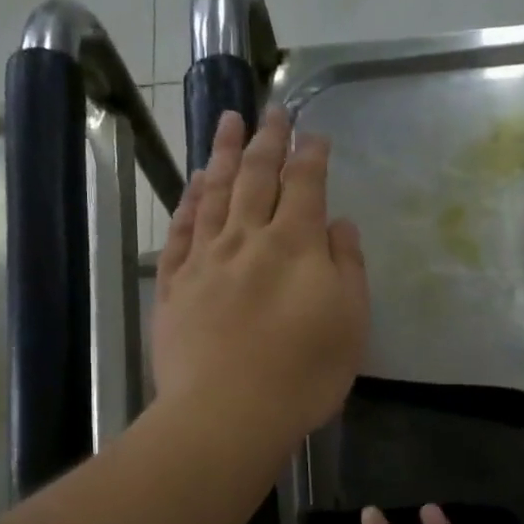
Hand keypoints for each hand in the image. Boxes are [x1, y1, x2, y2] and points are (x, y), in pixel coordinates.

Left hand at [152, 108, 368, 444]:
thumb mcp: (350, 323)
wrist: (227, 413)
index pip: (305, 185)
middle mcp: (248, 239)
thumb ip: (348, 267)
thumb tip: (340, 223)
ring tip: (226, 121)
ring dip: (222, 154)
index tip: (314, 132)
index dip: (311, 154)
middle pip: (256, 177)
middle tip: (271, 110)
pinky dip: (188, 202)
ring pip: (214, 193)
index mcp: (296, 245)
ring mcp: (205, 260)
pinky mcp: (173, 285)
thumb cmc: (303, 374)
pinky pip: (180, 231)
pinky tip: (193, 185)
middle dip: (267, 140)